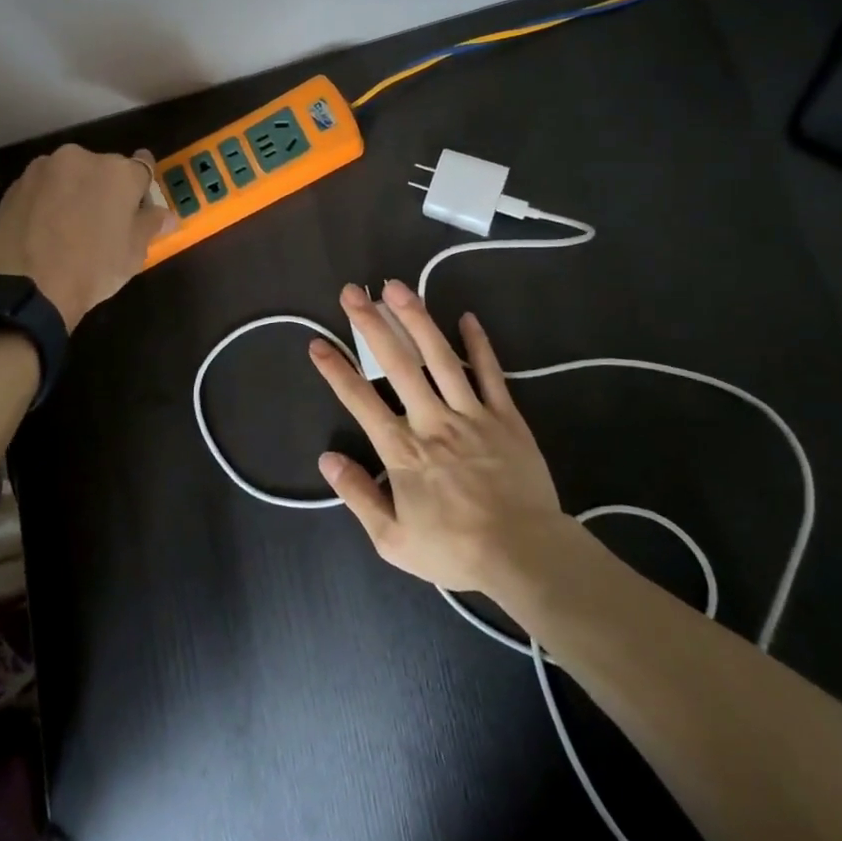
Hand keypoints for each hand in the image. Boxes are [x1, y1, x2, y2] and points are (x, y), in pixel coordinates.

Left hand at [0, 145, 174, 330]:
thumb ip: (150, 225)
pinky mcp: (14, 185)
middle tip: (103, 223)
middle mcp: (81, 158)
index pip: (142, 168)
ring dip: (75, 192)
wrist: (26, 288)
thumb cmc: (92, 268)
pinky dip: (48, 202)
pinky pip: (43, 189)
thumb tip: (165, 215)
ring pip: (70, 176)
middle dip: (106, 189)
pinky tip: (45, 230)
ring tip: (69, 228)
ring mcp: (43, 169)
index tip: (138, 207)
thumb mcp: (133, 253)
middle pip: (104, 169)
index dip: (142, 189)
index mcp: (118, 172)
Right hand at [308, 280, 566, 595]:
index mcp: (403, 450)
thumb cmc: (455, 549)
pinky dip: (478, 344)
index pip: (361, 401)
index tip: (317, 342)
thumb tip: (327, 459)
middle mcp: (432, 421)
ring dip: (416, 319)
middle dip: (371, 325)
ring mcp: (471, 414)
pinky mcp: (505, 416)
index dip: (336, 370)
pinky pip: (489, 373)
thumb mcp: (393, 540)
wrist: (524, 554)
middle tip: (353, 292)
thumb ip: (358, 496)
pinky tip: (467, 317)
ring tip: (397, 287)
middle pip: (397, 364)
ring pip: (440, 358)